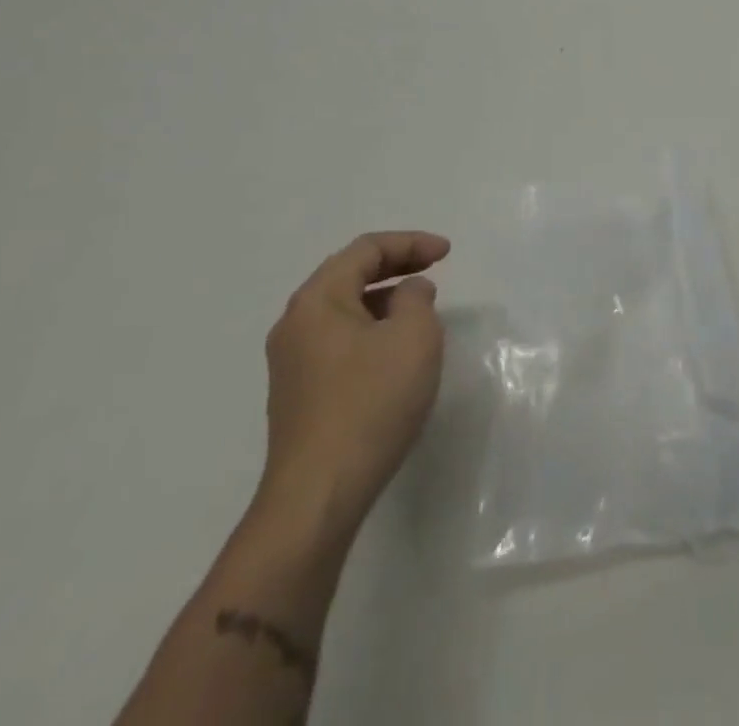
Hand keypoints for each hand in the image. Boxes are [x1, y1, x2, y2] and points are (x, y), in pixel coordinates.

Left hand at [258, 232, 450, 532]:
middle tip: (435, 267)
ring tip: (420, 307)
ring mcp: (292, 362)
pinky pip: (338, 339)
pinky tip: (395, 349)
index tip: (447, 253)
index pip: (365, 250)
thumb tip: (407, 293)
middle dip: (395, 265)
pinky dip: (370, 327)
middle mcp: (295, 324)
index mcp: (317, 300)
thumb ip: (416, 299)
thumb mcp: (413, 337)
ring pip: (343, 308)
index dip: (410, 243)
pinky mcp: (299, 393)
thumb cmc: (371, 403)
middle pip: (348, 274)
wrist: (319, 495)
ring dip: (383, 297)